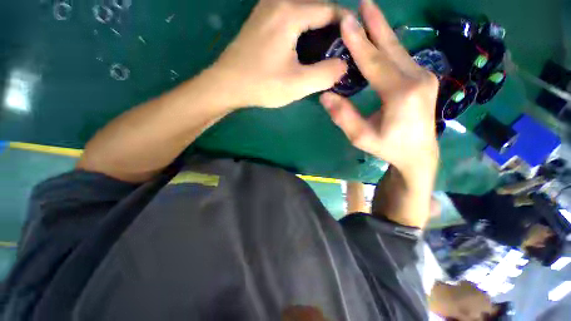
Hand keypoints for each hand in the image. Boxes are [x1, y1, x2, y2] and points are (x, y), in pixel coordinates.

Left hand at [211, 0, 347, 107]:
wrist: (227, 84)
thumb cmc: (261, 85)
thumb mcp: (297, 85)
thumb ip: (325, 74)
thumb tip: (343, 64)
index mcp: (290, 12)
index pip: (330, 9)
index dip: (345, 25)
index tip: (352, 42)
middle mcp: (278, 1)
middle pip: (316, 5)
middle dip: (332, 24)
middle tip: (338, 48)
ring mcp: (266, 7)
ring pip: (303, 7)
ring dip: (316, 23)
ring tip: (323, 47)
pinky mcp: (260, 18)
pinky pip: (289, 12)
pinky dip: (302, 24)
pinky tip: (303, 42)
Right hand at [319, 0, 438, 177]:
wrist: (418, 154)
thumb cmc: (388, 147)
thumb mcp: (361, 137)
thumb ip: (344, 117)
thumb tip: (325, 96)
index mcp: (400, 94)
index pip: (374, 63)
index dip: (359, 42)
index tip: (346, 20)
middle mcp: (417, 79)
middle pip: (391, 48)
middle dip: (375, 24)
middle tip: (364, 3)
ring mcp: (424, 76)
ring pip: (399, 50)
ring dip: (383, 31)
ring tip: (370, 13)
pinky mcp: (424, 79)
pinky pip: (403, 58)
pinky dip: (389, 46)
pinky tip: (382, 39)